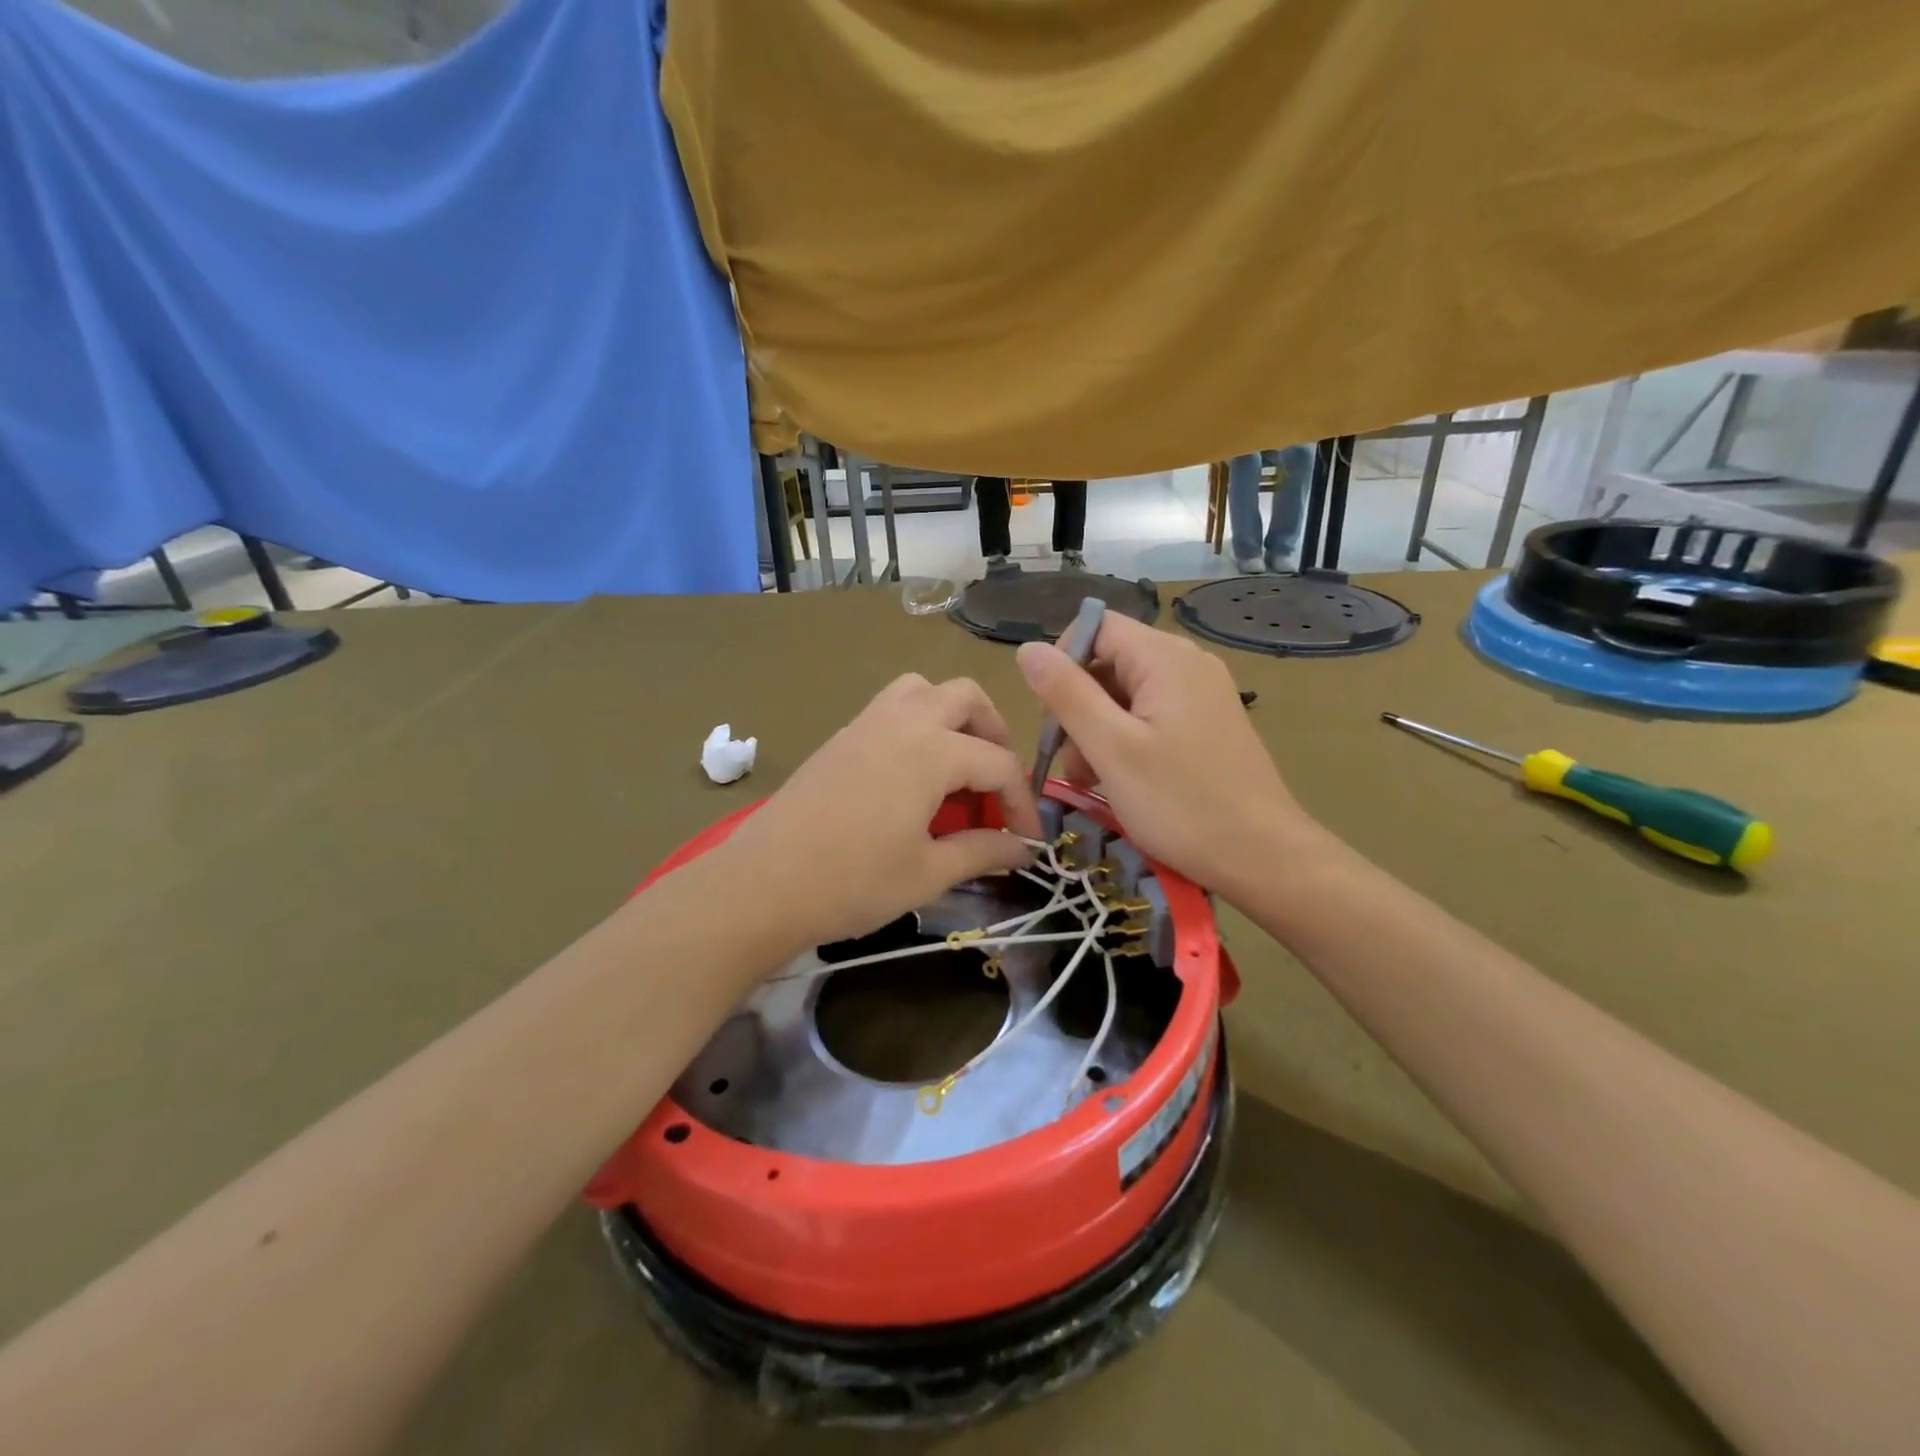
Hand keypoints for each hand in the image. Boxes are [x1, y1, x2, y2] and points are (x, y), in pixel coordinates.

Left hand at [723, 674, 1041, 949]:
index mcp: (932, 751)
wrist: (762, 885)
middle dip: (994, 734)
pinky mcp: (840, 737)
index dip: (1022, 802)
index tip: (1028, 841)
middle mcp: (903, 721)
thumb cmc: (851, 883)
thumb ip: (982, 852)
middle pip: (966, 698)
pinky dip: (917, 724)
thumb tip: (1021, 849)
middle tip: (996, 782)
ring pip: (923, 689)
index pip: (999, 763)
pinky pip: (891, 707)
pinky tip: (911, 776)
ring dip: (952, 716)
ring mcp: (866, 723)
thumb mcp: (927, 873)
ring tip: (956, 766)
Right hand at [1016, 614, 1309, 894]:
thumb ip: (1066, 694)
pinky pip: (1151, 715)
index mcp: (1165, 658)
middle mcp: (1188, 663)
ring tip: (1090, 779)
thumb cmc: (1181, 803)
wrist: (1263, 857)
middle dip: (1077, 704)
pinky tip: (1119, 780)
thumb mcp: (1111, 748)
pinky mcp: (1208, 724)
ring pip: (1127, 693)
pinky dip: (1125, 740)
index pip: (1096, 626)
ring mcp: (1202, 694)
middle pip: (1110, 660)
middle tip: (1069, 759)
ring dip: (1097, 729)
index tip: (1050, 715)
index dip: (1062, 662)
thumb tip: (1027, 649)